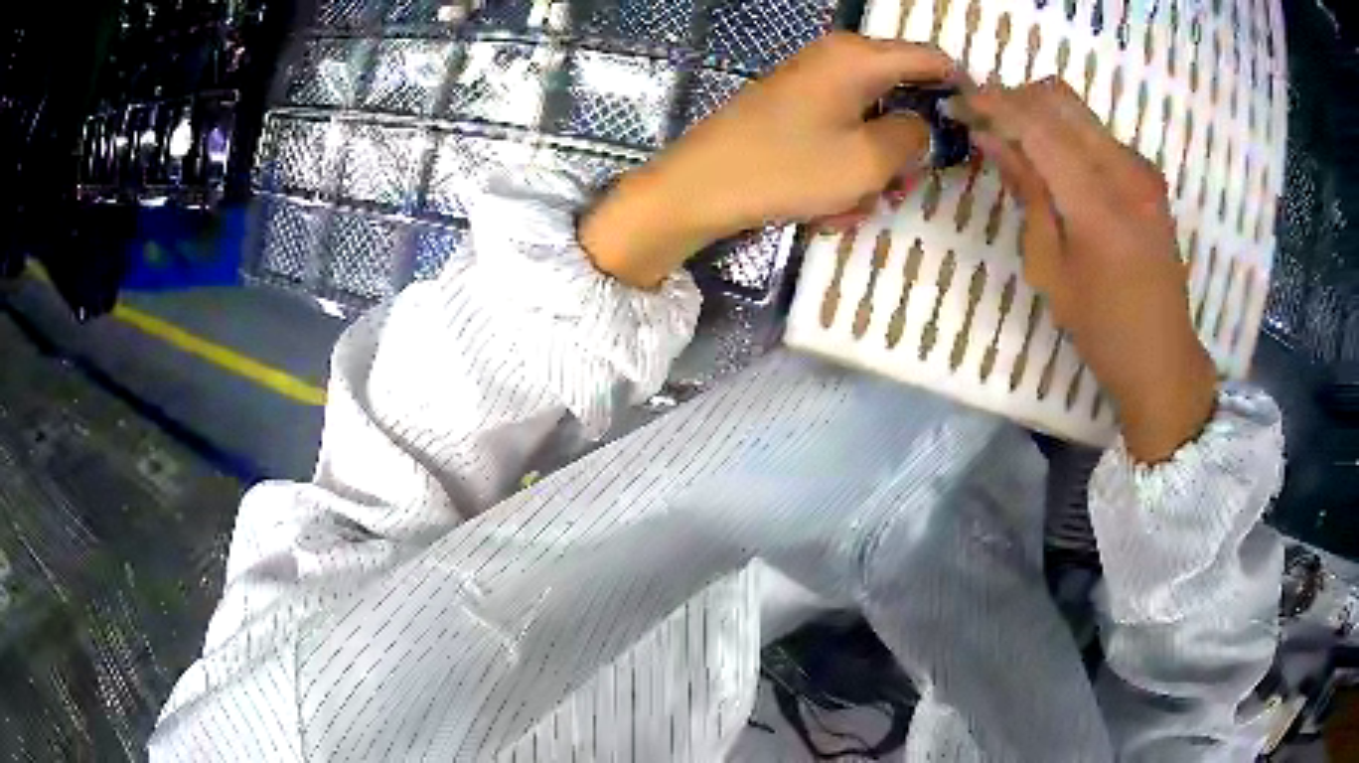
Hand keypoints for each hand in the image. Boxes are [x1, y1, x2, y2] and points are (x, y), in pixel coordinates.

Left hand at [581, 33, 954, 288]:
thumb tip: (924, 126)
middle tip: (906, 185)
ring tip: (856, 205)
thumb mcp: (867, 161)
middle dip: (909, 142)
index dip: (960, 90)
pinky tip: (830, 203)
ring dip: (874, 165)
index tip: (976, 129)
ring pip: (870, 120)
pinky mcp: (792, 106)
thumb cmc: (786, 168)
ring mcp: (811, 81)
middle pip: (900, 91)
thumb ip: (913, 137)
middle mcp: (836, 58)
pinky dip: (844, 166)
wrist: (700, 187)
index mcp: (858, 57)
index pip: (930, 59)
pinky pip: (839, 132)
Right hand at [954, 78, 1216, 462]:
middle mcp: (1125, 170)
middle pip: (1059, 98)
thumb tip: (990, 140)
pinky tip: (1056, 168)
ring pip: (1079, 112)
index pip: (1036, 124)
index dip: (992, 104)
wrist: (1164, 358)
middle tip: (983, 120)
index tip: (957, 102)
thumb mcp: (1050, 268)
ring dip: (1040, 114)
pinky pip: (1098, 135)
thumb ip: (1026, 193)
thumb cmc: (1102, 328)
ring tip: (1014, 143)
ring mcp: (1142, 170)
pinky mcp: (1148, 177)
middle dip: (1014, 98)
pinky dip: (1068, 135)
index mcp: (1098, 202)